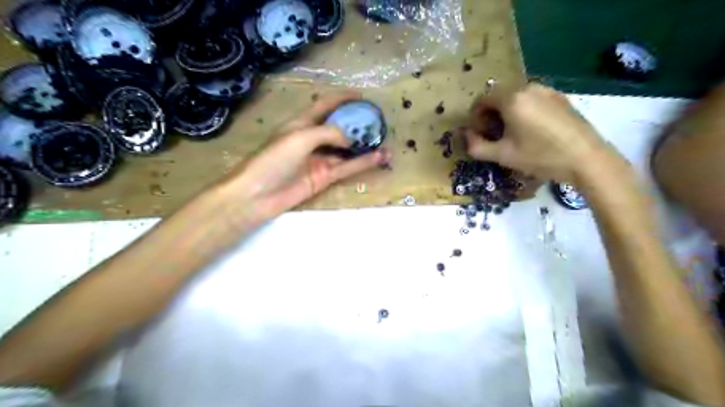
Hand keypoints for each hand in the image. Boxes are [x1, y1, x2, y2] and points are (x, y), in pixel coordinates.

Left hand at [231, 91, 391, 219]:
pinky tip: (379, 157)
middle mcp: (312, 139)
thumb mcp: (300, 137)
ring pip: (347, 150)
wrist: (258, 194)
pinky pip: (347, 167)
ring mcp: (320, 159)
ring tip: (386, 140)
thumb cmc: (273, 159)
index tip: (362, 96)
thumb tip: (351, 139)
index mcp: (301, 123)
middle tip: (378, 122)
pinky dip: (363, 163)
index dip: (342, 98)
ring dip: (365, 146)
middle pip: (339, 128)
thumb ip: (328, 133)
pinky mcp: (325, 177)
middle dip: (357, 124)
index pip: (324, 105)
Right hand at [465, 82, 615, 181]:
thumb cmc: (540, 156)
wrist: (586, 158)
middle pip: (499, 96)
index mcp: (512, 99)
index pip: (482, 99)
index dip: (475, 116)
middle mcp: (528, 87)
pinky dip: (524, 110)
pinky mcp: (560, 97)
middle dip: (491, 114)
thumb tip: (466, 136)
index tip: (480, 134)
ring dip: (507, 112)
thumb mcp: (503, 155)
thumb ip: (477, 146)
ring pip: (516, 97)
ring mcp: (547, 90)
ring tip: (513, 134)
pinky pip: (533, 99)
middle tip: (494, 135)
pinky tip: (532, 131)